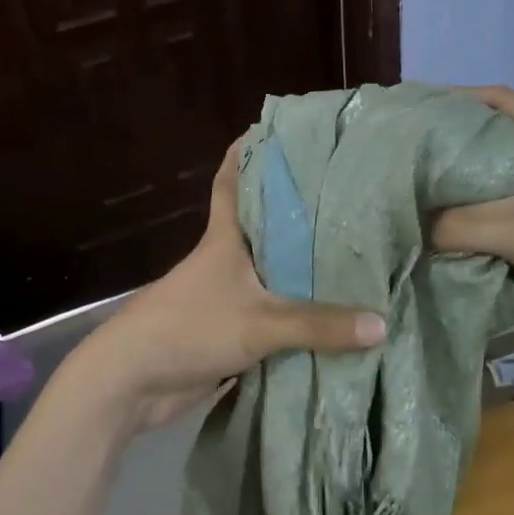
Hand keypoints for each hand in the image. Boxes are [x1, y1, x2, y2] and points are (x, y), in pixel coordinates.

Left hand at [75, 140, 386, 429]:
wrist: (131, 383)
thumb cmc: (189, 328)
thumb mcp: (259, 323)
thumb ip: (319, 325)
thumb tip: (382, 324)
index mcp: (224, 238)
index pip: (232, 182)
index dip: (247, 153)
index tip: (275, 131)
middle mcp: (225, 259)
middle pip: (262, 225)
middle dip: (295, 211)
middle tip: (343, 194)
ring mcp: (225, 296)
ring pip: (271, 271)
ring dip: (300, 265)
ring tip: (350, 251)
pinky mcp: (227, 330)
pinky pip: (271, 314)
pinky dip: (296, 312)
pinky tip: (330, 313)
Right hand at [434, 86, 513, 319]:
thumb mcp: (513, 233)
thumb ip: (457, 227)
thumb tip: (415, 227)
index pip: (498, 97)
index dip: (456, 97)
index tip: (420, 111)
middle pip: (506, 126)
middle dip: (463, 135)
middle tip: (422, 151)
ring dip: (483, 169)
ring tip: (442, 184)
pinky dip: (502, 195)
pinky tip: (479, 217)